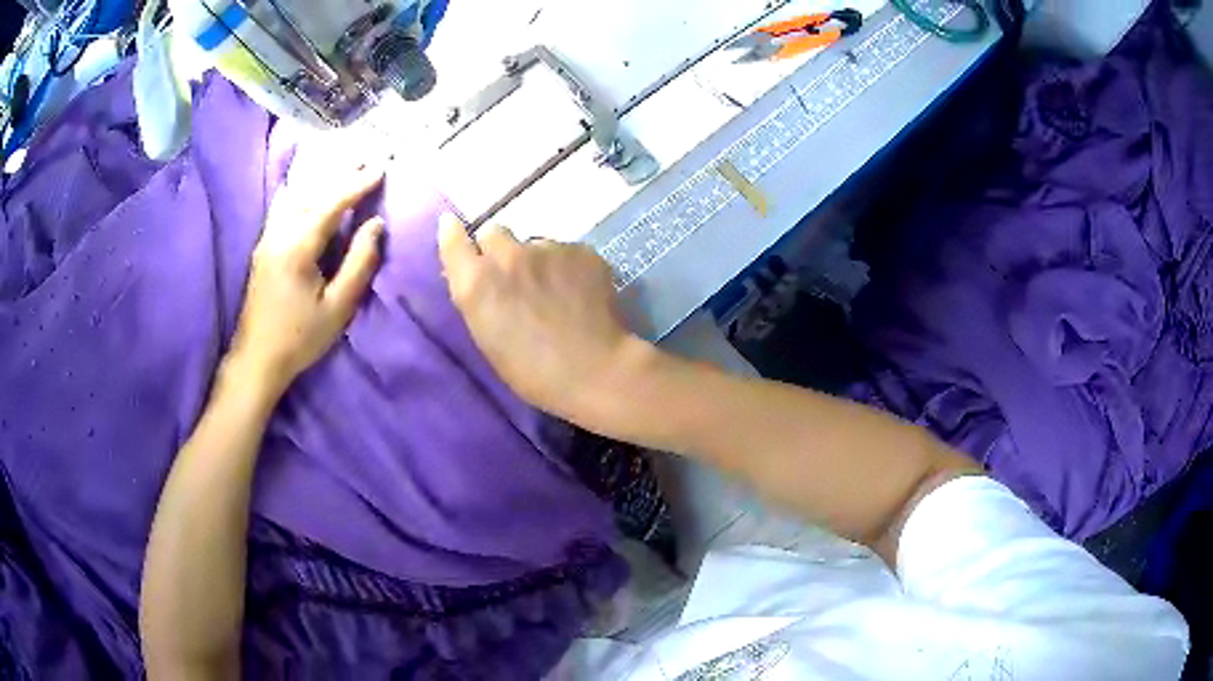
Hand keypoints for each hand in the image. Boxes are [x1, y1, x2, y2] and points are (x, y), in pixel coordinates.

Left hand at [228, 160, 385, 397]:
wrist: (257, 359)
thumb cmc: (300, 338)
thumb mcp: (338, 307)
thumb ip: (359, 262)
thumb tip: (376, 224)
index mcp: (297, 247)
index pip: (331, 203)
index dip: (357, 184)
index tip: (381, 168)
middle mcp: (278, 234)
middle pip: (312, 193)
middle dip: (341, 174)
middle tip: (368, 159)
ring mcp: (267, 238)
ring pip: (296, 196)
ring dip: (322, 180)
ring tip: (345, 168)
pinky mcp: (263, 246)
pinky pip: (285, 206)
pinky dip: (303, 191)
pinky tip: (310, 187)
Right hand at [438, 215, 649, 421]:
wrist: (594, 371)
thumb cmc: (532, 372)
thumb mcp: (488, 338)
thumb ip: (478, 297)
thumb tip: (478, 274)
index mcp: (477, 283)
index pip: (453, 239)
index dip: (454, 233)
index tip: (454, 229)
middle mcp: (507, 255)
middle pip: (494, 233)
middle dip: (499, 249)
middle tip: (514, 276)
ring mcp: (547, 248)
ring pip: (535, 243)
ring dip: (538, 261)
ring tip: (555, 292)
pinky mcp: (581, 250)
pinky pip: (566, 252)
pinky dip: (568, 267)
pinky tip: (580, 293)